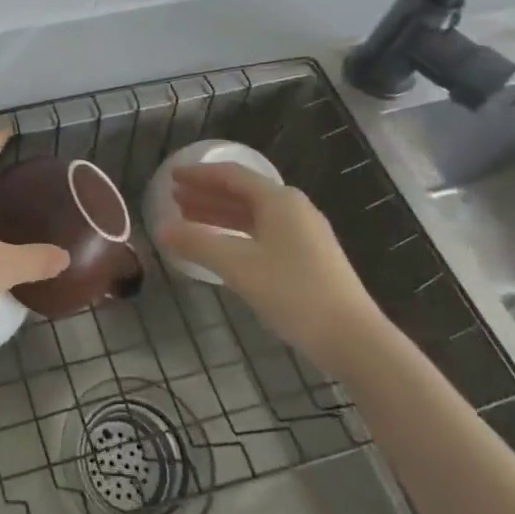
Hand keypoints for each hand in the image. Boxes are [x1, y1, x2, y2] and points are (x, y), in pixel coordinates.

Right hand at [157, 163, 386, 369]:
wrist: (353, 338)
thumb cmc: (294, 292)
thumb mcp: (238, 266)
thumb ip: (198, 243)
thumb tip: (161, 228)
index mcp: (279, 201)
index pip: (232, 176)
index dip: (199, 175)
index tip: (172, 176)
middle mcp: (293, 209)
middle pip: (242, 193)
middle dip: (207, 194)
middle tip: (174, 198)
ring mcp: (304, 234)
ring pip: (252, 215)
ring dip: (220, 214)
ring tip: (188, 219)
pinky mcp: (308, 257)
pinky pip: (263, 233)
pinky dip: (236, 233)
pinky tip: (221, 246)